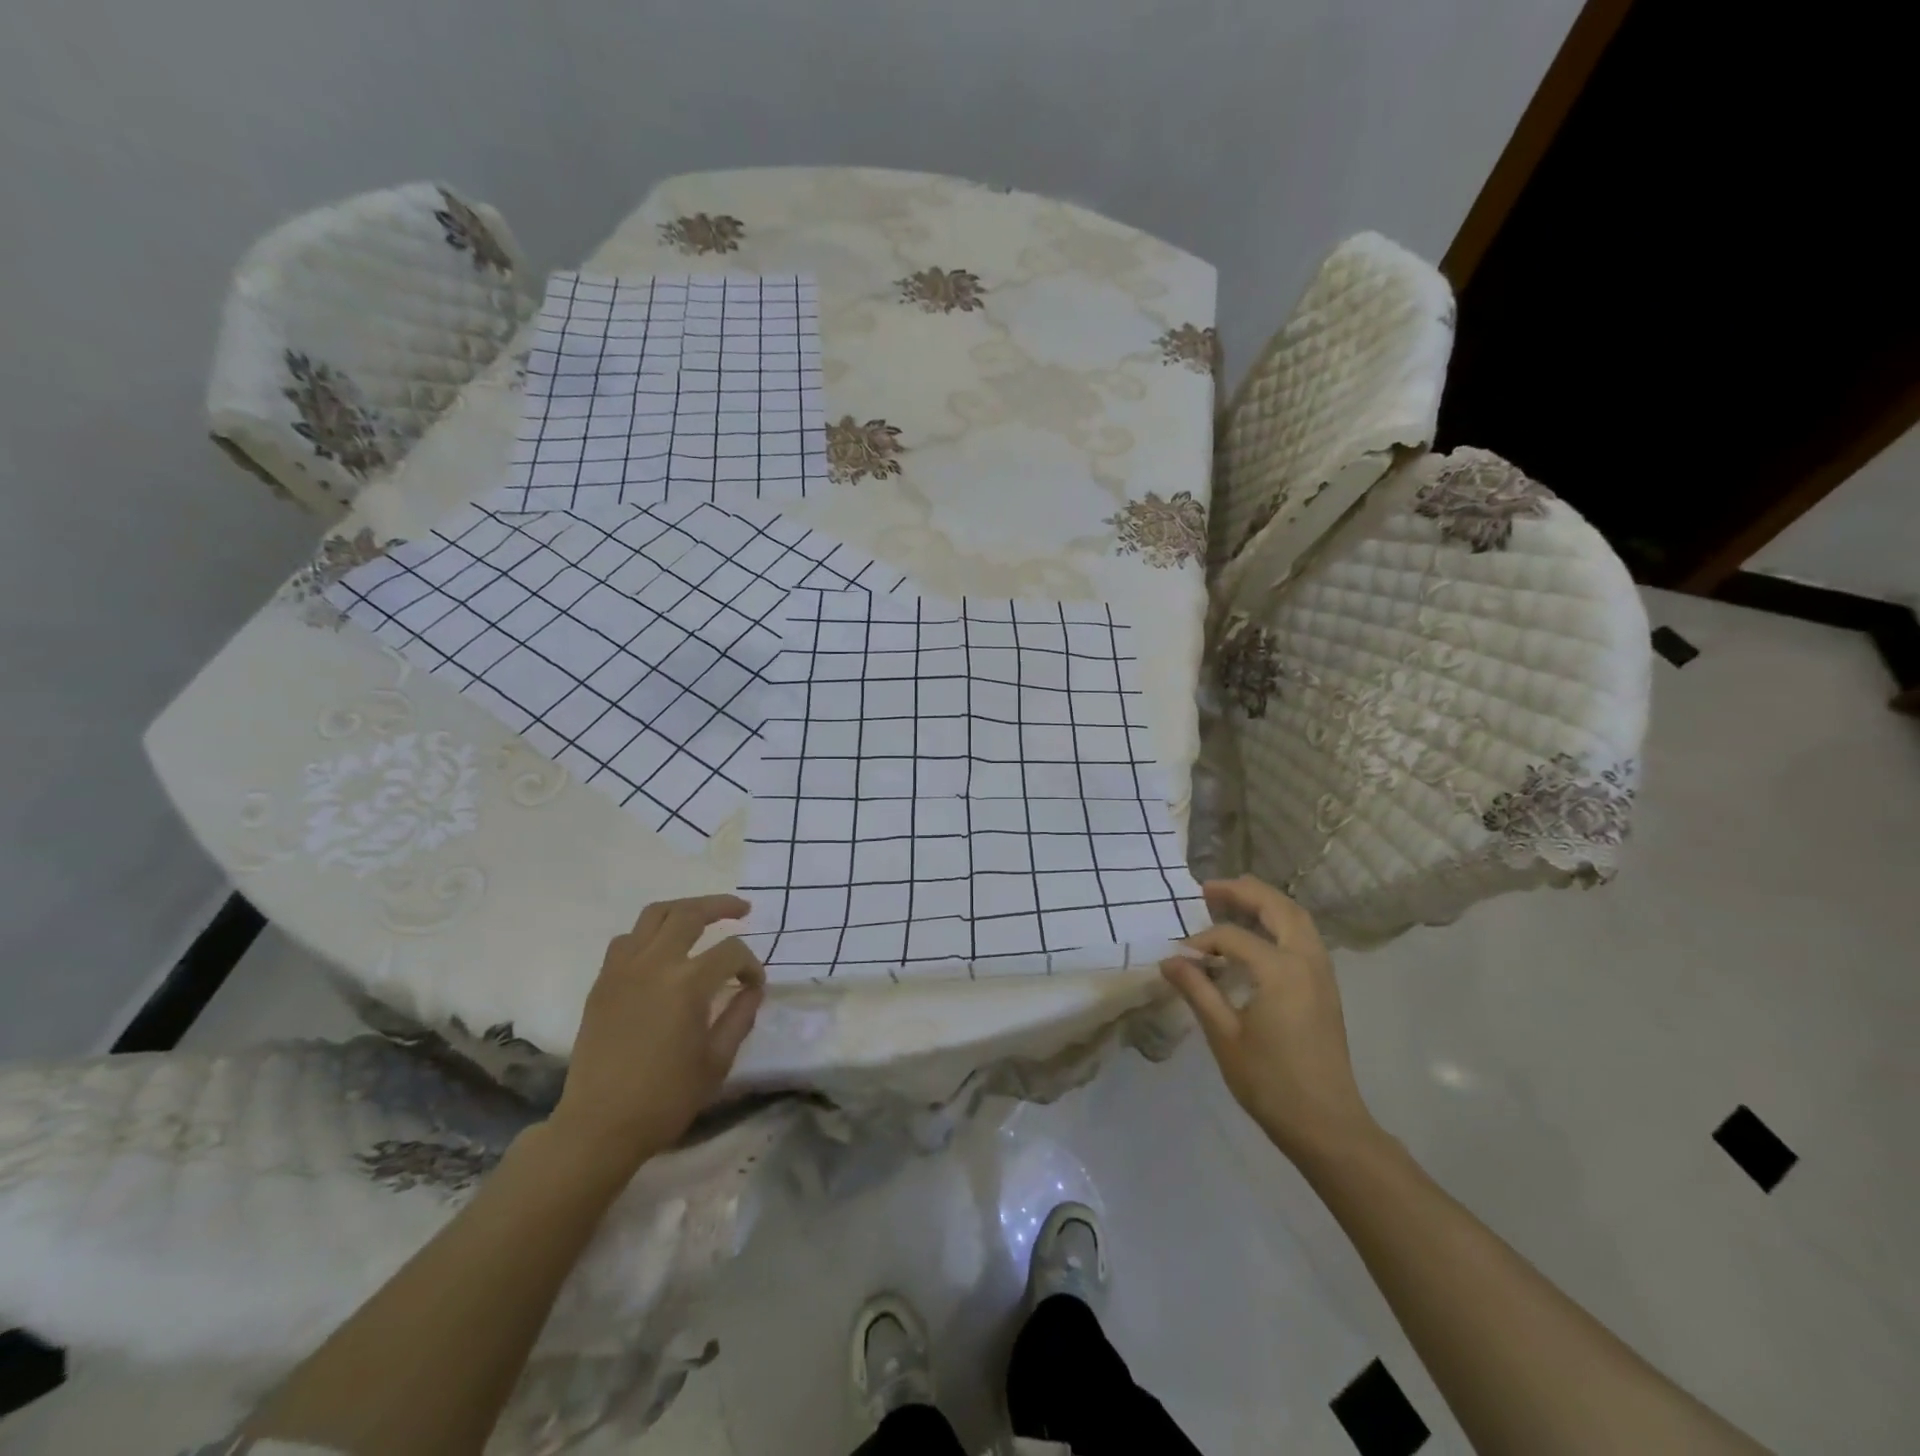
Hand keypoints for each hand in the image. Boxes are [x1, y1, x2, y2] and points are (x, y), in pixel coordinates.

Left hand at [548, 895, 764, 1169]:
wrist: (599, 1125)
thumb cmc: (666, 1098)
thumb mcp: (718, 1060)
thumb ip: (740, 1015)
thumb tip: (752, 987)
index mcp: (688, 984)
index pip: (731, 952)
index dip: (751, 964)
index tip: (754, 985)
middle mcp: (655, 964)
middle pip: (691, 914)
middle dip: (722, 906)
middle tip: (742, 910)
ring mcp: (623, 969)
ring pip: (655, 914)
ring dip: (684, 909)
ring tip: (702, 916)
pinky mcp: (603, 982)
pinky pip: (627, 939)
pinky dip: (649, 933)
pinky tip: (662, 948)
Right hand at [1161, 877, 1379, 1164]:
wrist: (1327, 1125)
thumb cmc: (1270, 1082)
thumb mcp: (1224, 1035)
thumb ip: (1197, 990)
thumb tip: (1169, 960)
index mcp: (1280, 970)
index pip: (1232, 937)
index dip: (1201, 941)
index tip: (1178, 956)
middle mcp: (1306, 961)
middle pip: (1278, 908)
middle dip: (1243, 892)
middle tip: (1209, 888)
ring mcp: (1322, 973)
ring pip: (1297, 919)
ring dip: (1265, 903)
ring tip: (1232, 900)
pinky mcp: (1326, 988)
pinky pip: (1303, 937)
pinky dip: (1279, 923)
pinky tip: (1257, 936)